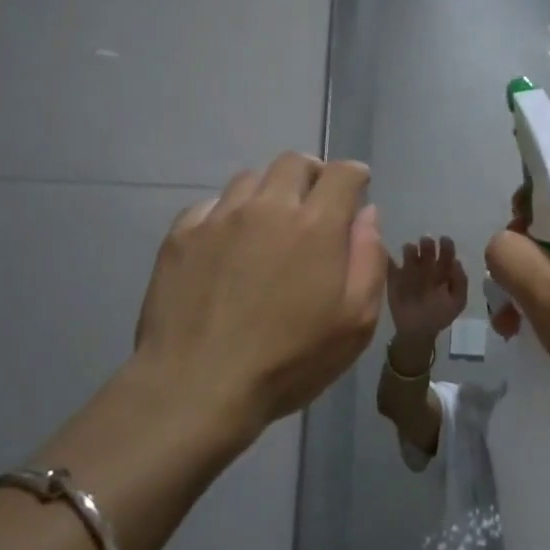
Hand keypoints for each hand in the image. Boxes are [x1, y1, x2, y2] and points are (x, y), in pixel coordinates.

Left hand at [134, 153, 384, 442]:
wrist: (197, 387)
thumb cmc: (289, 361)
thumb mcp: (355, 323)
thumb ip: (368, 259)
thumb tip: (368, 214)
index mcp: (315, 225)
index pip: (342, 174)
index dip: (355, 176)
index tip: (356, 189)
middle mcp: (267, 207)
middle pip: (294, 163)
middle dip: (312, 174)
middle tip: (315, 202)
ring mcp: (219, 218)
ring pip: (250, 179)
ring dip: (269, 192)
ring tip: (270, 224)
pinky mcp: (181, 235)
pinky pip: (211, 205)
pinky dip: (229, 213)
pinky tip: (228, 243)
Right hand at [386, 235, 468, 340]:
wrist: (417, 332)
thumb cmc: (439, 316)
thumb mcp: (457, 302)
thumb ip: (460, 282)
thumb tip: (456, 261)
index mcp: (442, 272)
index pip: (445, 254)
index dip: (446, 246)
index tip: (444, 240)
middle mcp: (426, 267)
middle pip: (427, 250)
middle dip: (427, 244)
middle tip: (426, 241)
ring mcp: (409, 271)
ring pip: (409, 253)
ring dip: (410, 249)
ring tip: (410, 250)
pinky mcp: (394, 278)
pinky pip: (390, 265)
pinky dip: (388, 259)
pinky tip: (390, 257)